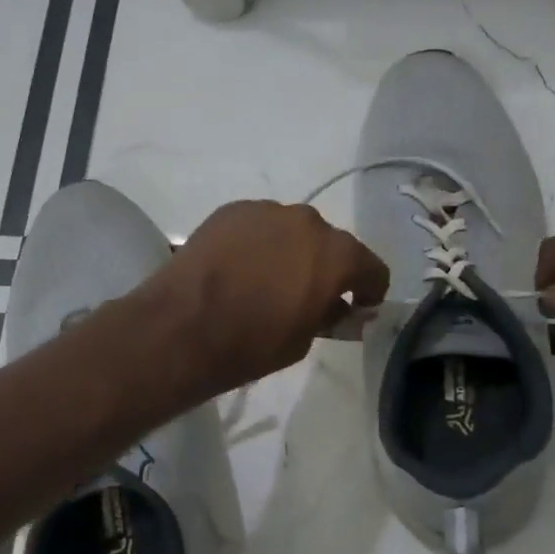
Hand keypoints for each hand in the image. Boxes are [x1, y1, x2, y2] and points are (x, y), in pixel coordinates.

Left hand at [134, 201, 388, 397]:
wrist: (183, 326)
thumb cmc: (252, 343)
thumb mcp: (303, 340)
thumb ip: (328, 316)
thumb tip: (338, 308)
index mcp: (337, 254)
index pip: (371, 267)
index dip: (368, 290)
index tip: (358, 307)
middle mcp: (308, 221)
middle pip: (330, 243)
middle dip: (325, 267)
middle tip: (307, 294)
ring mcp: (266, 210)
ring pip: (291, 230)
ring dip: (289, 250)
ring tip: (266, 279)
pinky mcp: (231, 210)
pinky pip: (258, 226)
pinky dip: (257, 242)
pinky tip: (238, 267)